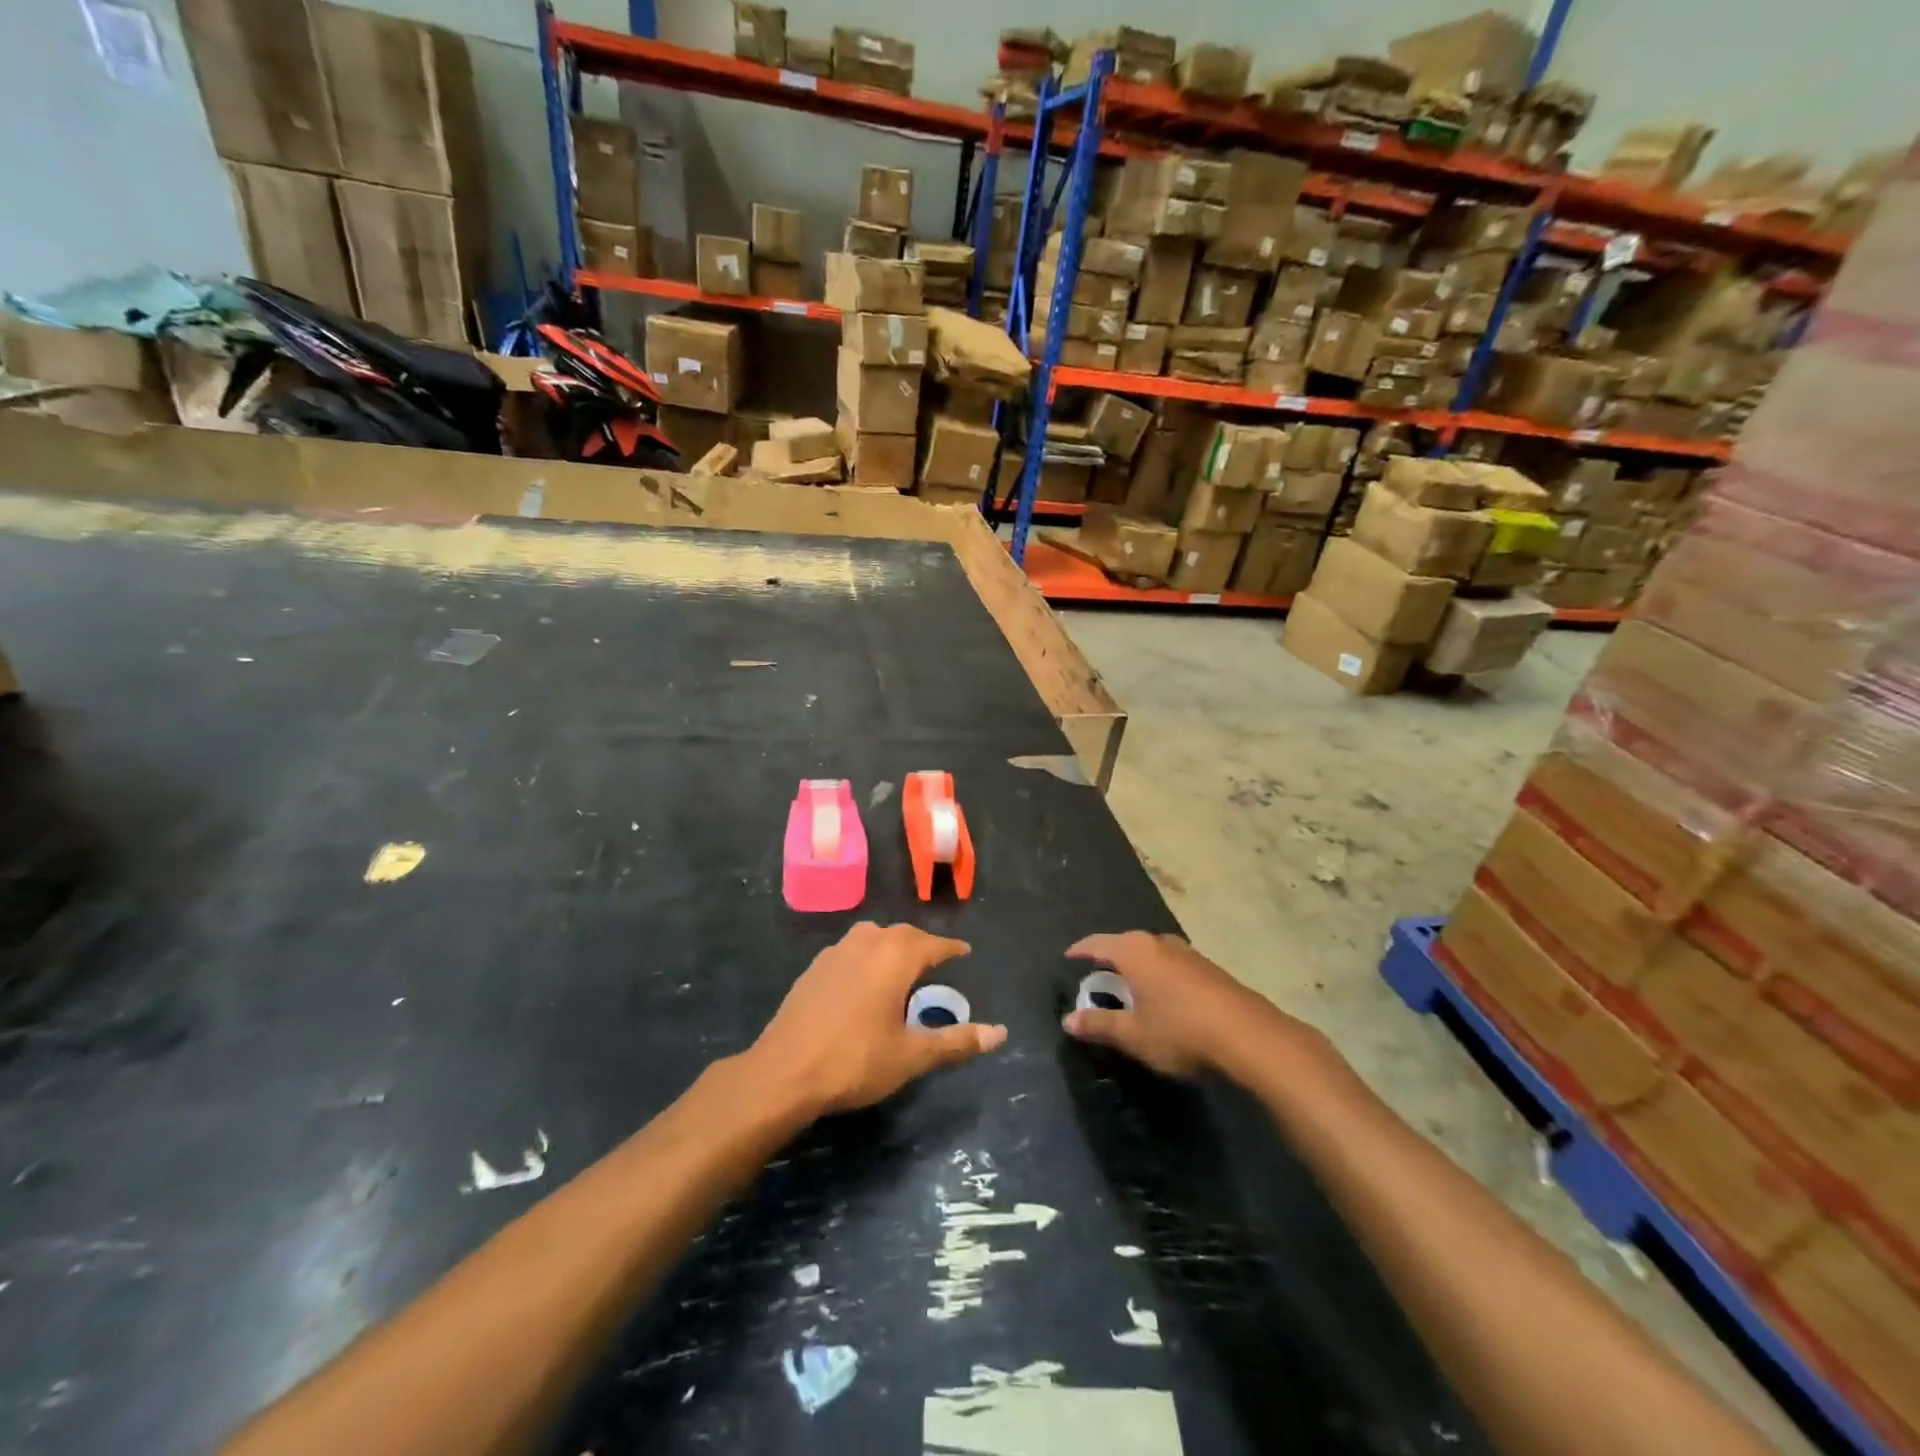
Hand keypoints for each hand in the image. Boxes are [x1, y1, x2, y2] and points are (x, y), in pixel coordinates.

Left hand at [750, 922, 1007, 1116]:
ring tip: (903, 966)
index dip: (952, 948)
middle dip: (923, 944)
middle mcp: (867, 942)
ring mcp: (836, 952)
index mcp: (895, 956)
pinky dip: (867, 955)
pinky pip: (851, 949)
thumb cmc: (855, 1060)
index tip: (965, 952)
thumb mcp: (912, 1055)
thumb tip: (1000, 1033)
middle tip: (938, 960)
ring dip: (892, 945)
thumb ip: (956, 1041)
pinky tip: (864, 979)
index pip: (933, 943)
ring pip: (873, 936)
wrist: (783, 1072)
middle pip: (903, 934)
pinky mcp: (814, 968)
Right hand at [1062, 931, 1288, 1078]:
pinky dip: (1159, 976)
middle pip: (1126, 945)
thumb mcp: (1133, 1034)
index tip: (1068, 956)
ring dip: (1138, 968)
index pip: (1098, 943)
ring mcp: (1188, 953)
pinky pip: (1172, 966)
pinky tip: (1163, 997)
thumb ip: (1100, 1024)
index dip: (1081, 950)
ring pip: (1152, 954)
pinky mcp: (1209, 969)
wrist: (1249, 1036)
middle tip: (1096, 977)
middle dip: (1110, 959)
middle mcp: (1160, 942)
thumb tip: (1068, 1021)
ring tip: (1129, 987)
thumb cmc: (1180, 1031)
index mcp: (1135, 951)